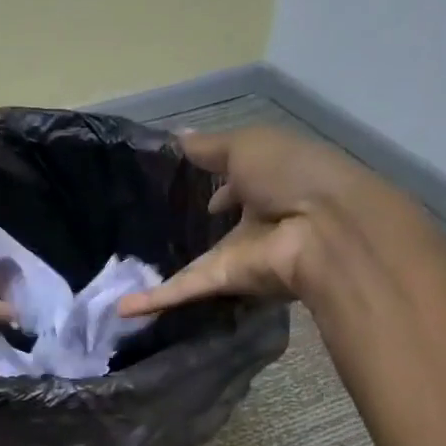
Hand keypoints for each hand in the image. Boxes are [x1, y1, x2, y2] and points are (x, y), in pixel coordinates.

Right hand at [118, 124, 371, 315]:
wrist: (324, 228)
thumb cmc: (292, 173)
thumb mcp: (248, 145)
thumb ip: (210, 147)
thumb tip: (176, 136)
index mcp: (271, 184)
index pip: (242, 186)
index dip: (222, 185)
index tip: (192, 182)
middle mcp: (257, 223)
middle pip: (220, 232)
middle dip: (194, 233)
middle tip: (151, 234)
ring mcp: (240, 256)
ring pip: (195, 266)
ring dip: (164, 278)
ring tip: (124, 280)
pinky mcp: (226, 281)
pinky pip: (185, 290)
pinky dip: (154, 300)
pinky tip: (121, 309)